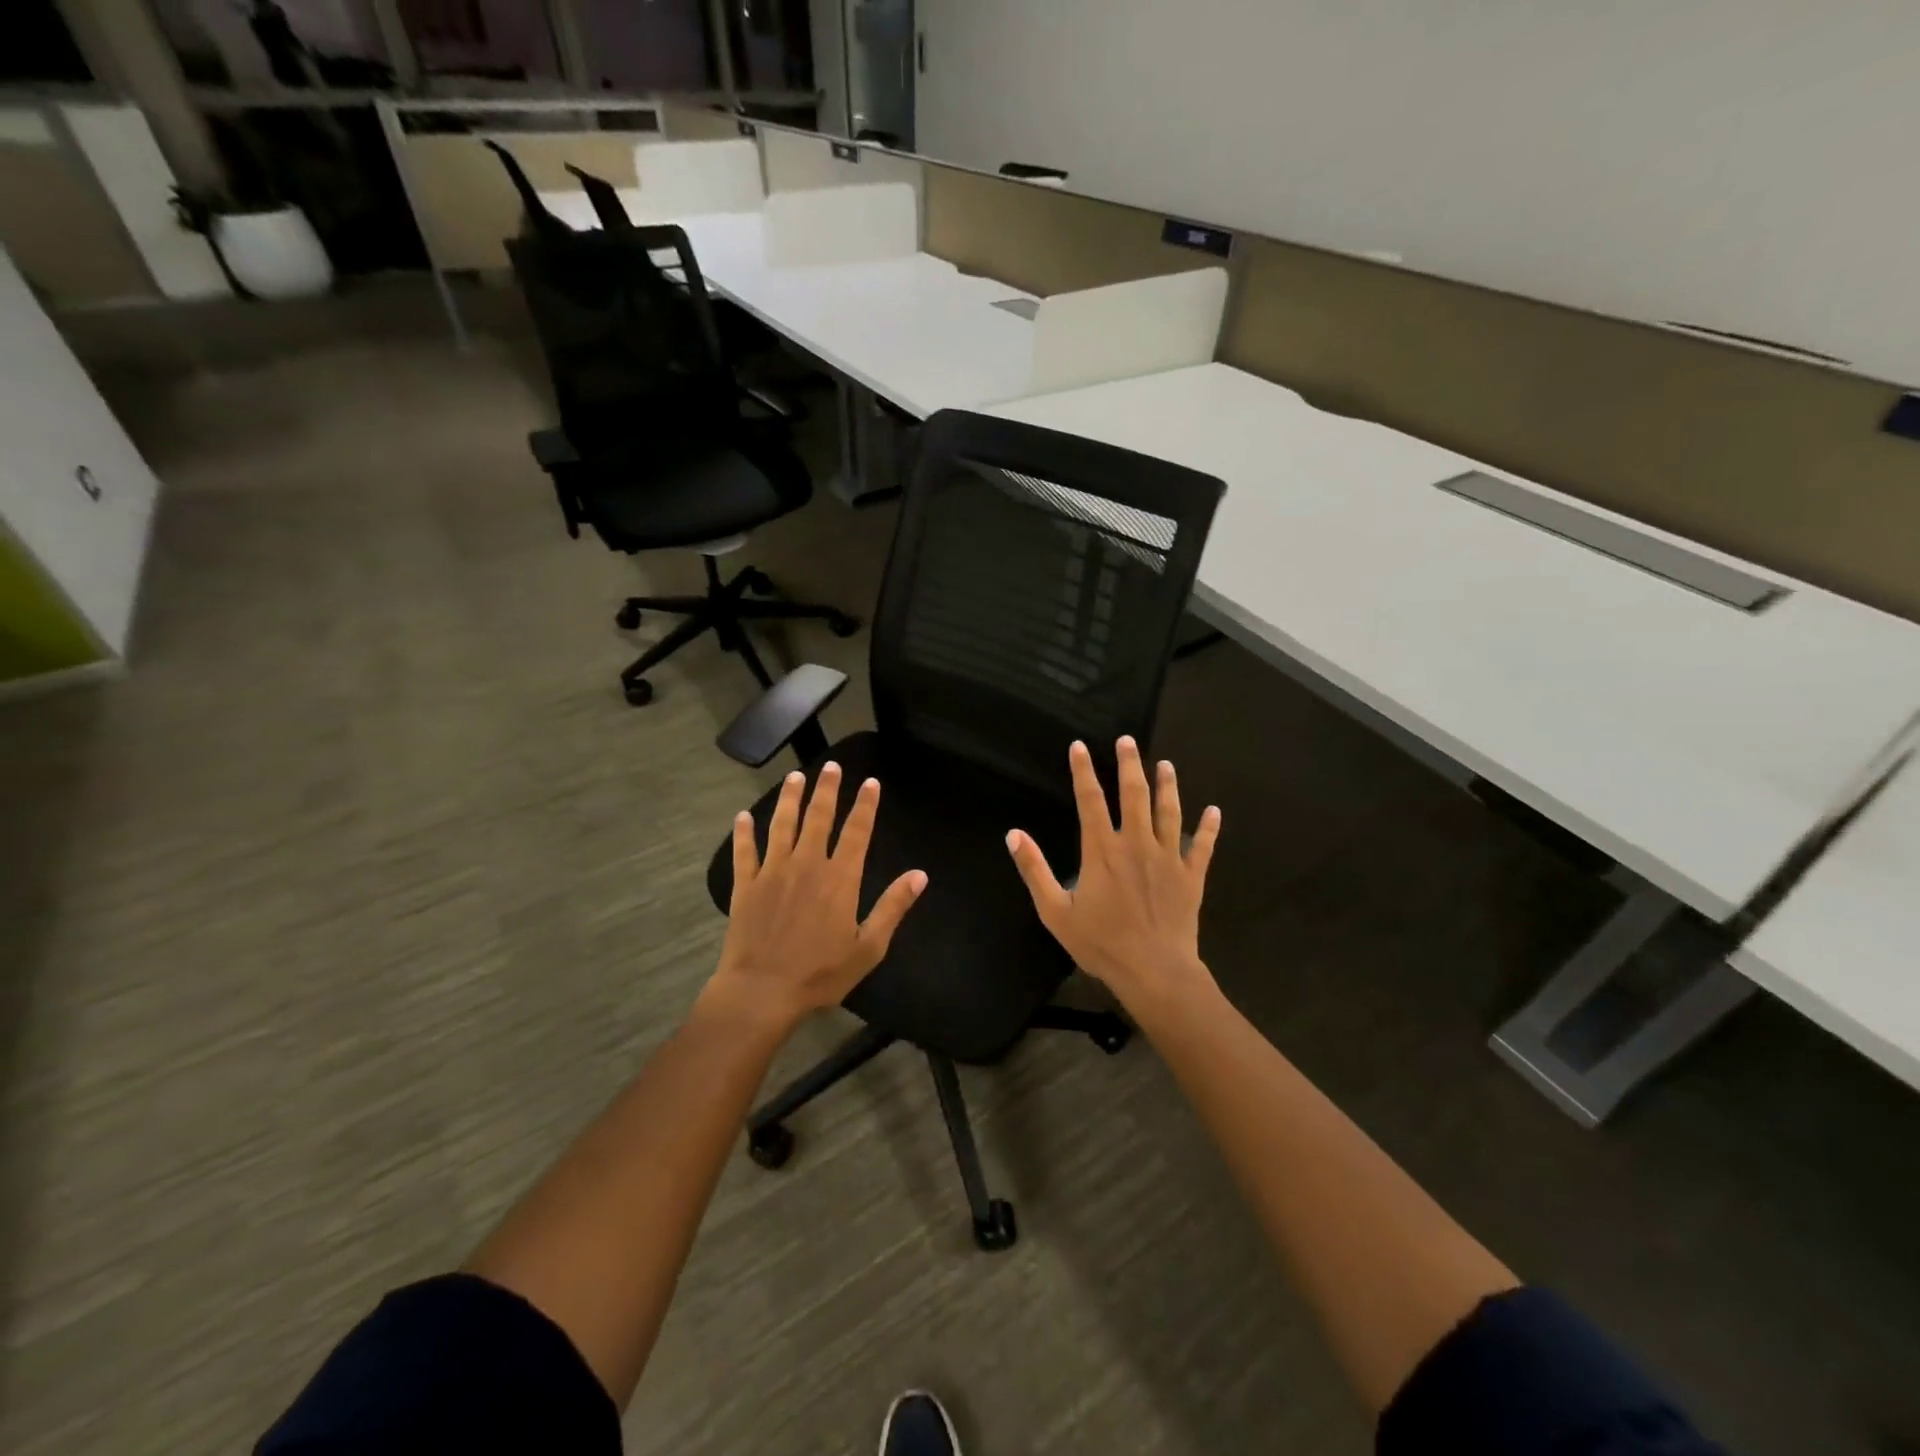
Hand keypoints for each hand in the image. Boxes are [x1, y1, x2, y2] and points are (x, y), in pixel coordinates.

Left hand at [708, 763, 927, 1031]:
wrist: (762, 991)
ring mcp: (773, 871)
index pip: (857, 832)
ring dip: (789, 799)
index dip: (865, 805)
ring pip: (782, 825)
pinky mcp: (746, 885)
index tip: (871, 782)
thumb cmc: (820, 973)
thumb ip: (893, 907)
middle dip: (827, 789)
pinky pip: (745, 851)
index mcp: (840, 878)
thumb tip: (920, 875)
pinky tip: (742, 816)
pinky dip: (743, 832)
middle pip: (819, 817)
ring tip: (795, 777)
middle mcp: (807, 864)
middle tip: (831, 766)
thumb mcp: (868, 947)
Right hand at [1006, 737, 1219, 1012]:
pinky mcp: (1191, 876)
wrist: (1154, 971)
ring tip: (1165, 764)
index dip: (1083, 771)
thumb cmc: (1101, 943)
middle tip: (1128, 741)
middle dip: (1129, 765)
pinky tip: (1214, 811)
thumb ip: (1034, 870)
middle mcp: (1136, 844)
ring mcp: (1168, 858)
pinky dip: (1209, 828)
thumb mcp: (1055, 911)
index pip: (1090, 801)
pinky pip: (1203, 847)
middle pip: (1133, 795)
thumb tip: (1013, 834)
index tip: (1080, 746)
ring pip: (1169, 812)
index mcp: (1102, 850)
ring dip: (1167, 786)